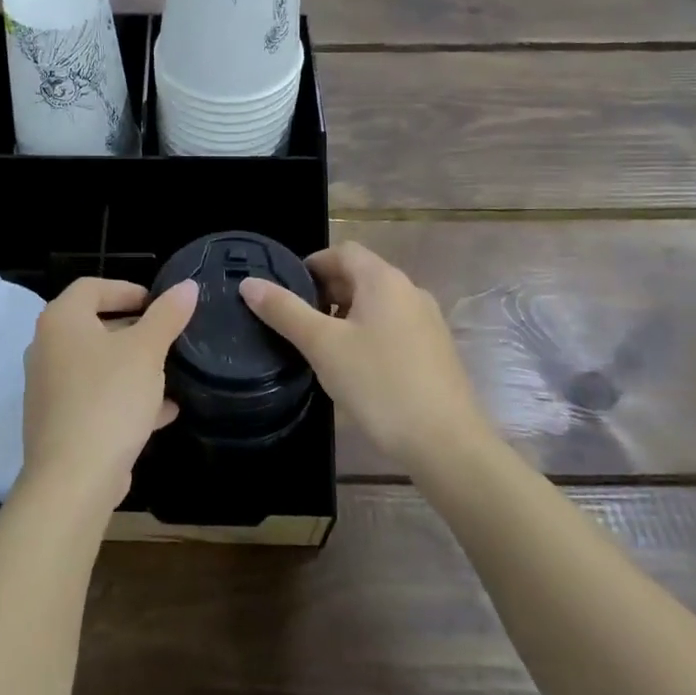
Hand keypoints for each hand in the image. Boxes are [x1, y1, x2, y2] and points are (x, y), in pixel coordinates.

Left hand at [20, 278, 197, 511]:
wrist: (73, 479)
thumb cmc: (109, 399)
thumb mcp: (146, 352)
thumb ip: (167, 316)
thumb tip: (187, 286)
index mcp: (61, 321)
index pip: (92, 287)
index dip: (126, 289)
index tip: (157, 304)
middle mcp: (47, 348)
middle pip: (93, 325)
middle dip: (133, 330)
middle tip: (167, 336)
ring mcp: (49, 388)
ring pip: (97, 365)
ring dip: (132, 366)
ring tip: (170, 373)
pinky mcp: (58, 422)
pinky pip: (95, 397)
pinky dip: (125, 397)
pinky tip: (163, 412)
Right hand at [239, 242, 483, 469]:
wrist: (446, 443)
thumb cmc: (379, 384)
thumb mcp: (322, 346)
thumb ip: (284, 311)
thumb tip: (249, 283)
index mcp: (384, 280)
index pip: (342, 251)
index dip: (311, 264)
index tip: (287, 293)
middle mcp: (410, 291)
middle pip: (360, 275)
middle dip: (326, 292)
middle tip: (298, 323)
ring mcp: (427, 322)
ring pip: (376, 304)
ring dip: (346, 315)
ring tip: (321, 348)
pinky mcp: (434, 351)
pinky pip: (393, 327)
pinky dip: (368, 335)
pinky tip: (355, 369)